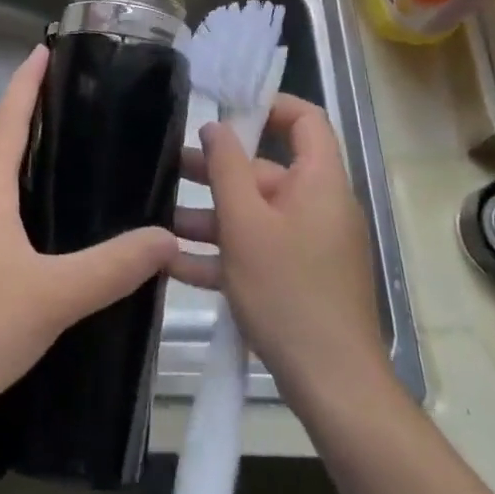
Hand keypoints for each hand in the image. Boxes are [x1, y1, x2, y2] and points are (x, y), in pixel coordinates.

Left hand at [0, 45, 177, 420]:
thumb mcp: (53, 296)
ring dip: (29, 170)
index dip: (26, 84)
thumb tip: (166, 237)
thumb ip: (112, 268)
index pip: (9, 123)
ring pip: (0, 191)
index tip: (43, 49)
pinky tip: (51, 239)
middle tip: (76, 107)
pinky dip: (25, 211)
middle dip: (33, 122)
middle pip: (2, 151)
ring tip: (74, 167)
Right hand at [171, 95, 385, 404]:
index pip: (305, 119)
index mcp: (318, 182)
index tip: (223, 112)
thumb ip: (226, 168)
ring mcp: (309, 245)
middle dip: (217, 170)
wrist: (334, 387)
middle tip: (170, 167)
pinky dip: (222, 253)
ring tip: (160, 218)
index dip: (268, 106)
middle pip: (267, 170)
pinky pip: (257, 251)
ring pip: (255, 215)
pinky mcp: (298, 279)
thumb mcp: (245, 224)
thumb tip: (216, 126)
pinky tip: (173, 263)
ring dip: (209, 216)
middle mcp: (318, 206)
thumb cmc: (288, 292)